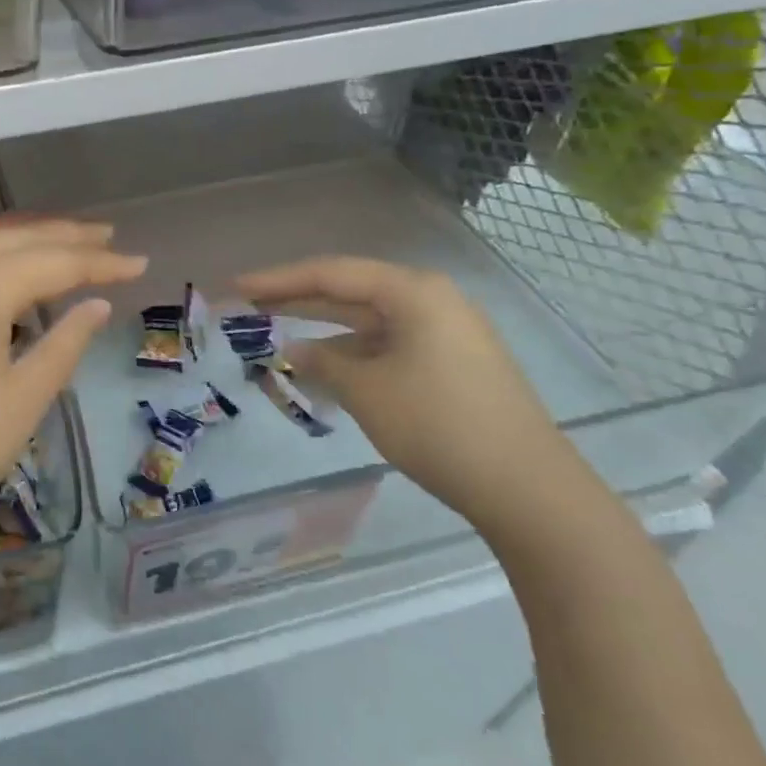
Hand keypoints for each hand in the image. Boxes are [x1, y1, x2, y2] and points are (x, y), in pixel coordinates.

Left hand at [0, 218, 146, 565]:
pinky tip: (7, 260)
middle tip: (109, 238)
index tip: (140, 263)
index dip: (100, 264)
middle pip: (18, 239)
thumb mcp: (24, 396)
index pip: (55, 262)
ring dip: (27, 235)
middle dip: (66, 236)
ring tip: (67, 237)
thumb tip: (96, 306)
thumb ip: (64, 342)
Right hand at [235, 257, 574, 530]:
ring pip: (369, 320)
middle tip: (247, 304)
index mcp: (414, 292)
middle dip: (297, 299)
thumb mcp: (366, 390)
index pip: (330, 274)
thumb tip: (293, 349)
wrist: (530, 491)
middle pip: (349, 290)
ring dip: (324, 328)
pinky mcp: (453, 363)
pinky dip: (354, 352)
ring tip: (276, 333)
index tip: (235, 286)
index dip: (277, 280)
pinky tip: (324, 367)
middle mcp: (432, 300)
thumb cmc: (439, 425)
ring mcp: (447, 333)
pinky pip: (389, 344)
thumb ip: (321, 361)